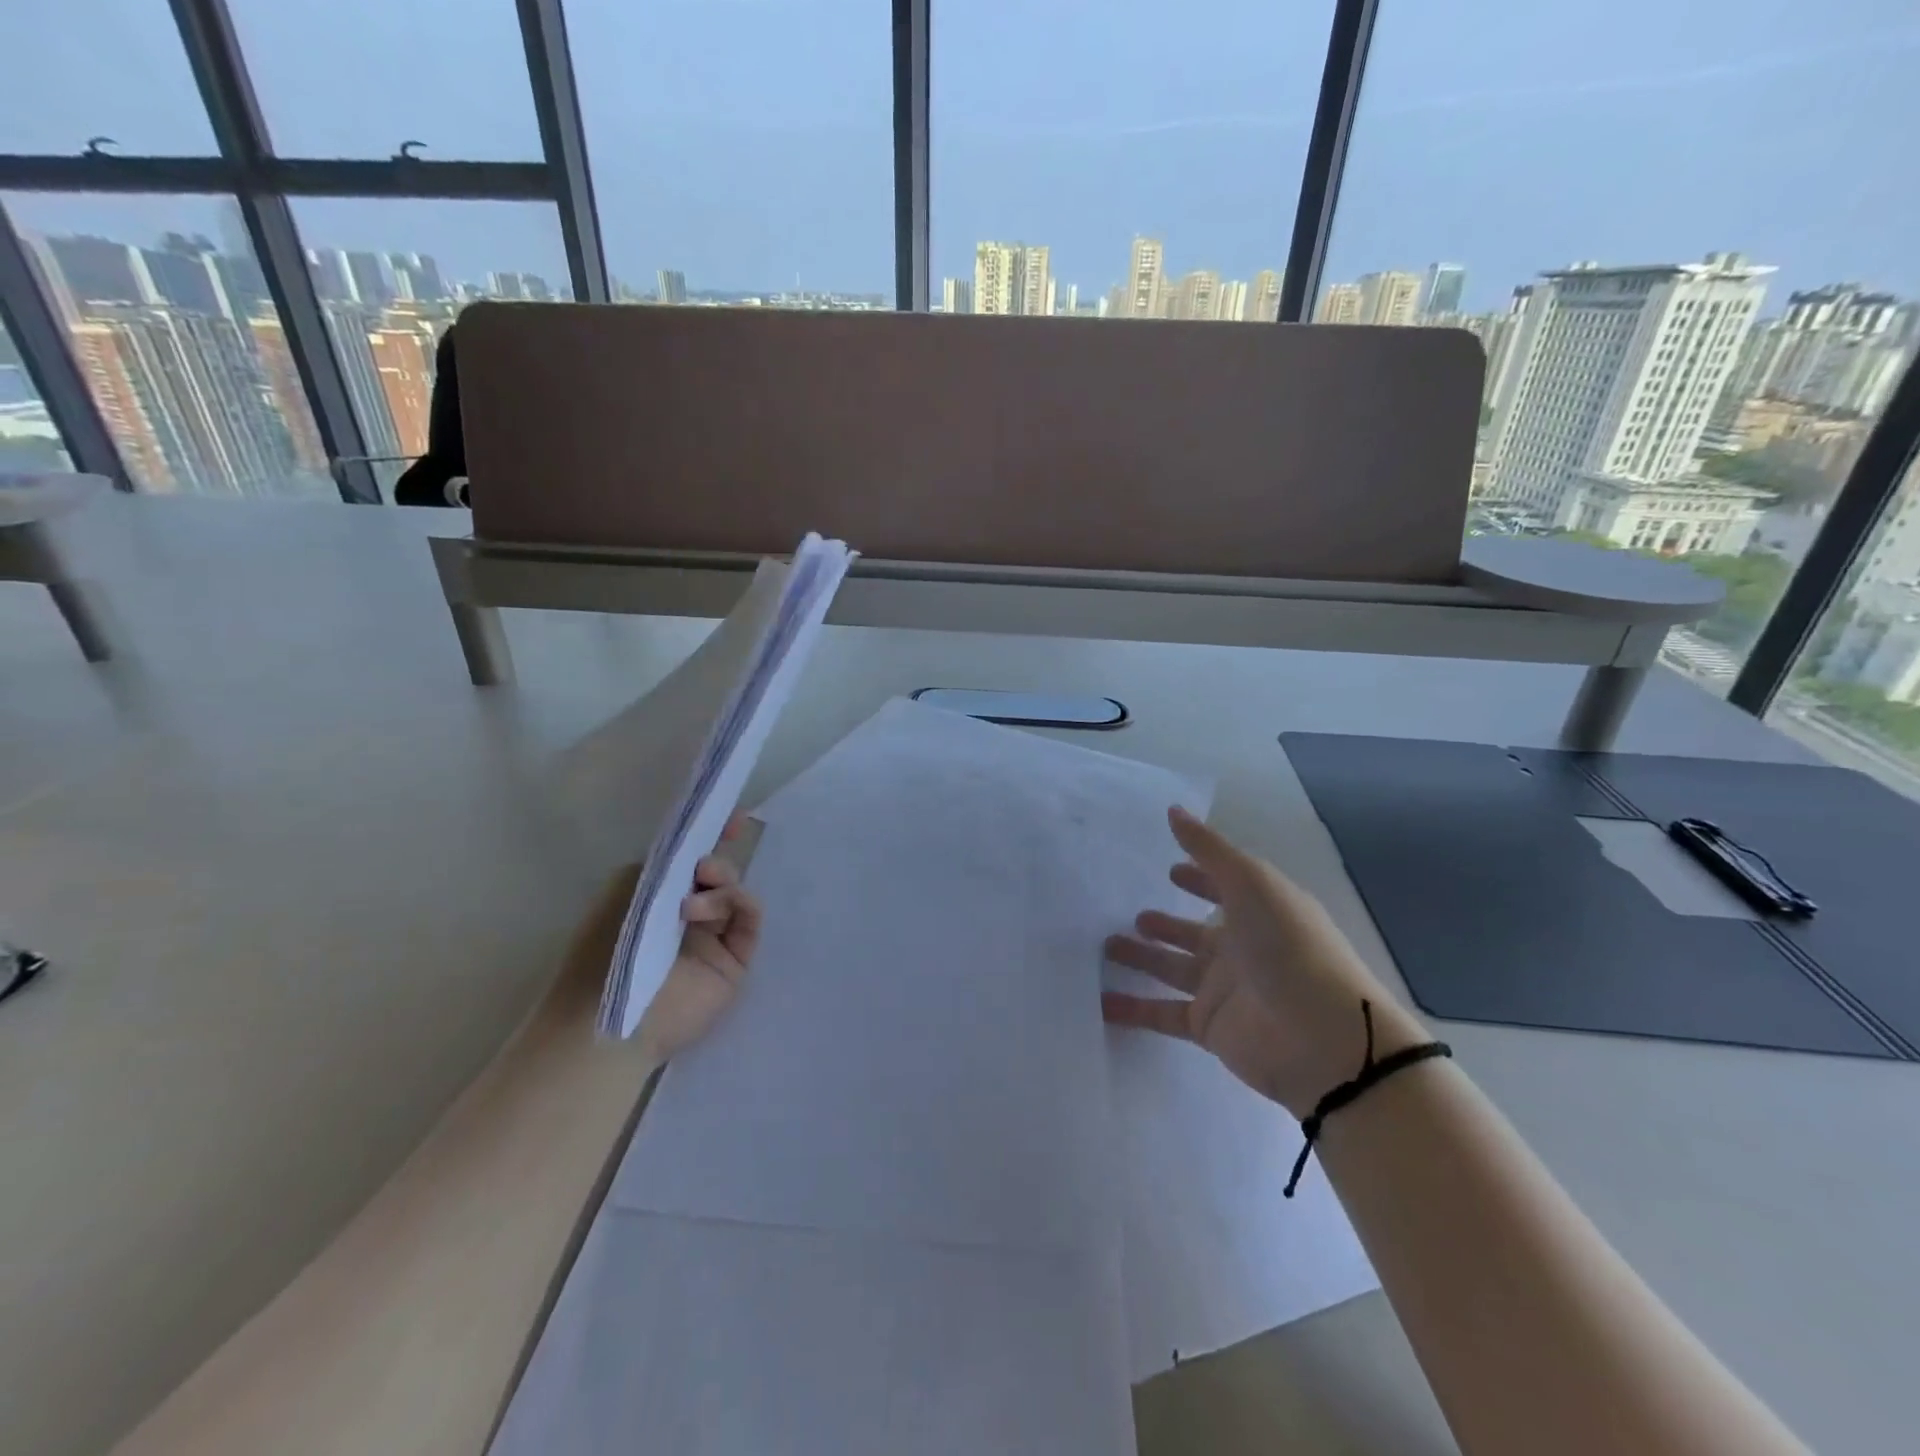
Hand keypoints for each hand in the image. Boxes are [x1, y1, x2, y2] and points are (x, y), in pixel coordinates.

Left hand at [632, 819, 761, 1064]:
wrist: (609, 1018)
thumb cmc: (605, 950)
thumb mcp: (628, 889)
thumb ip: (665, 863)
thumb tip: (700, 855)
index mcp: (658, 897)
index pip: (692, 860)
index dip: (714, 836)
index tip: (733, 819)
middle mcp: (687, 915)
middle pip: (719, 872)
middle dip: (716, 859)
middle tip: (702, 868)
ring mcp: (713, 938)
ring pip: (736, 891)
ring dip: (722, 883)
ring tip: (695, 898)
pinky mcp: (735, 960)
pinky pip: (750, 918)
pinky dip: (739, 901)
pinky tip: (711, 911)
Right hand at [1102, 806, 1424, 1118]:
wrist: (1322, 1037)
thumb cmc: (1288, 946)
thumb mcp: (1251, 883)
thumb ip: (1208, 849)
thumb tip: (1174, 810)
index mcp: (1259, 912)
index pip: (1224, 889)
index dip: (1200, 878)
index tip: (1170, 869)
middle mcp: (1241, 949)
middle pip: (1193, 933)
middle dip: (1165, 924)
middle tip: (1131, 916)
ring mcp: (1224, 989)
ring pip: (1172, 969)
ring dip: (1142, 958)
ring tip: (1106, 945)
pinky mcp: (1209, 1026)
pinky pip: (1162, 1013)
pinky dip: (1133, 1009)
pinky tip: (1101, 1001)